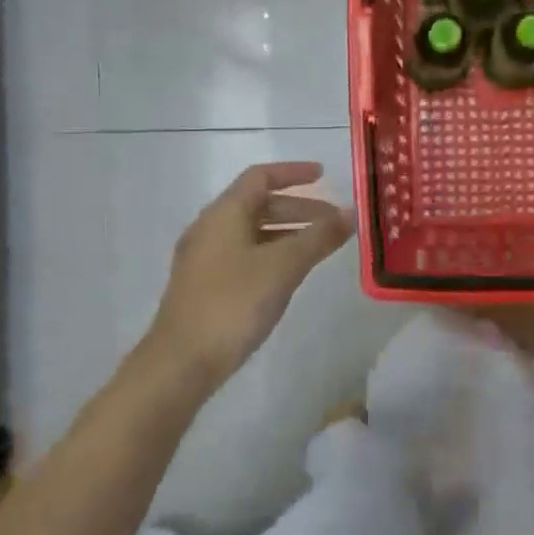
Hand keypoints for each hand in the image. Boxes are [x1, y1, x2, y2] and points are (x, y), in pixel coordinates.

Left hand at [134, 162, 355, 393]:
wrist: (182, 362)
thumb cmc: (234, 303)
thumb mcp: (284, 266)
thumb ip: (319, 237)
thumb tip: (350, 213)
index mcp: (224, 214)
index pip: (260, 177)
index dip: (293, 173)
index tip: (324, 175)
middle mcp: (211, 228)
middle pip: (258, 204)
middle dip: (299, 208)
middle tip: (334, 221)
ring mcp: (205, 258)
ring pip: (253, 231)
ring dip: (288, 232)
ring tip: (321, 246)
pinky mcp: (206, 285)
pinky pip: (245, 254)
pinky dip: (273, 252)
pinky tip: (291, 273)